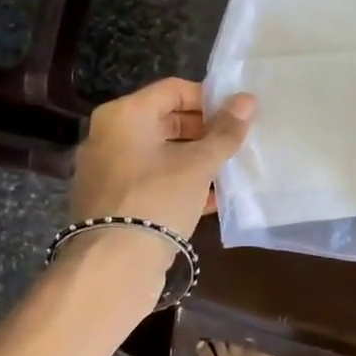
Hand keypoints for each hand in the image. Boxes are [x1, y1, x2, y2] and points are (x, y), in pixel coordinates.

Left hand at [69, 78, 255, 238]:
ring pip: (160, 152)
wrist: (113, 265)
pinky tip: (211, 198)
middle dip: (204, 131)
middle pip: (166, 120)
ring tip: (229, 170)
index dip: (209, 98)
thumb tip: (248, 99)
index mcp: (125, 115)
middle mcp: (109, 135)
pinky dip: (179, 182)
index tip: (238, 115)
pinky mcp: (112, 199)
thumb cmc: (157, 199)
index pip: (174, 89)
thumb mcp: (199, 164)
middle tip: (236, 143)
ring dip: (195, 159)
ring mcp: (107, 168)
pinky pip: (151, 178)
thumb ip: (225, 132)